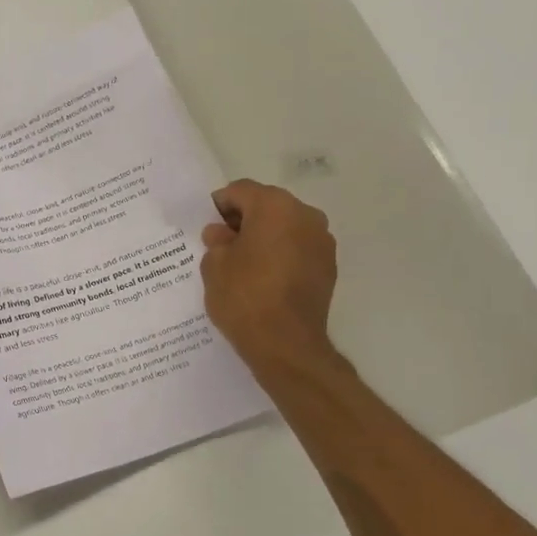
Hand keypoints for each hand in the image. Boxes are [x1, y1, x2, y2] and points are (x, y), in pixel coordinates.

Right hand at [200, 179, 338, 367]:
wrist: (286, 345)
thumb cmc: (244, 297)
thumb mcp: (214, 266)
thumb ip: (217, 241)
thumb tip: (222, 233)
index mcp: (274, 206)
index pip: (241, 191)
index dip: (220, 205)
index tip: (208, 227)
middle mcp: (305, 215)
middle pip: (268, 205)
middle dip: (245, 220)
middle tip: (223, 245)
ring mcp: (322, 241)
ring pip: (286, 228)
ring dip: (265, 237)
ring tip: (244, 265)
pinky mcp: (328, 267)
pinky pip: (298, 249)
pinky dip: (281, 255)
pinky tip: (265, 279)